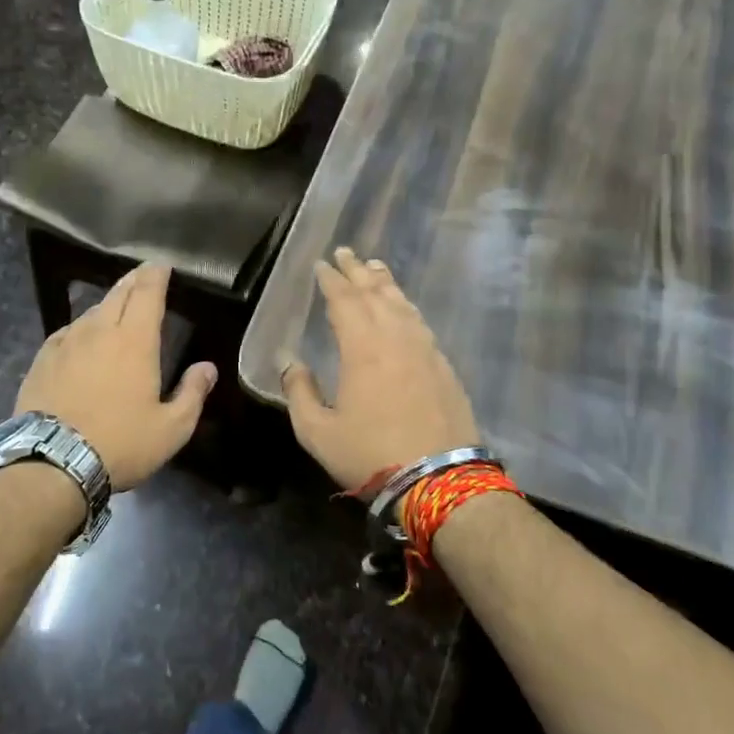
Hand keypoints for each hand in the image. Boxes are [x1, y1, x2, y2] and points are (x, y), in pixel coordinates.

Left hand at [16, 263, 216, 490]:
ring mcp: (66, 344)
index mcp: (135, 341)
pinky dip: (81, 327)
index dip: (156, 275)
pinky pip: (67, 332)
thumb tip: (208, 368)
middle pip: (118, 294)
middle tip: (143, 276)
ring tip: (116, 306)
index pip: (147, 293)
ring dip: (108, 303)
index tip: (162, 265)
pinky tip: (81, 336)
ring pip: (91, 312)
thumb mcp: (171, 428)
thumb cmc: (120, 444)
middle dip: (133, 281)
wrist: (51, 464)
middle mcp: (99, 331)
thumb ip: (192, 394)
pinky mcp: (42, 360)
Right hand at [281, 247, 479, 490]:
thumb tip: (290, 362)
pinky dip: (407, 307)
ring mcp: (425, 349)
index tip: (322, 264)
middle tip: (346, 252)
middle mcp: (396, 337)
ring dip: (385, 283)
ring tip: (374, 268)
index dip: (331, 280)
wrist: (439, 480)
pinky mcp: (443, 365)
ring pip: (402, 304)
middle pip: (375, 293)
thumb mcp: (318, 431)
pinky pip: (420, 322)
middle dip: (357, 271)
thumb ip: (300, 392)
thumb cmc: (370, 454)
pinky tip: (404, 308)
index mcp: (362, 347)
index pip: (345, 301)